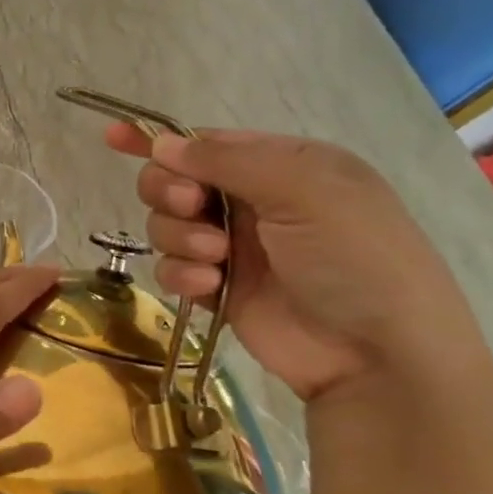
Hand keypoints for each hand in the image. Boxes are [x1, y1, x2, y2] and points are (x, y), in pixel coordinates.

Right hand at [106, 126, 478, 401]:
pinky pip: (172, 268)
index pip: (207, 142)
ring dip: (181, 236)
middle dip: (170, 190)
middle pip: (174, 180)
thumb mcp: (305, 190)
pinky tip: (208, 286)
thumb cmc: (355, 257)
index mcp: (282, 165)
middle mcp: (254, 201)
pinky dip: (182, 274)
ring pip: (166, 225)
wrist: (378, 356)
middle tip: (192, 206)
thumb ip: (229, 161)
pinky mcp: (218, 289)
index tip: (114, 137)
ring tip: (216, 257)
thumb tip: (162, 145)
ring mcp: (234, 247)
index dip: (159, 139)